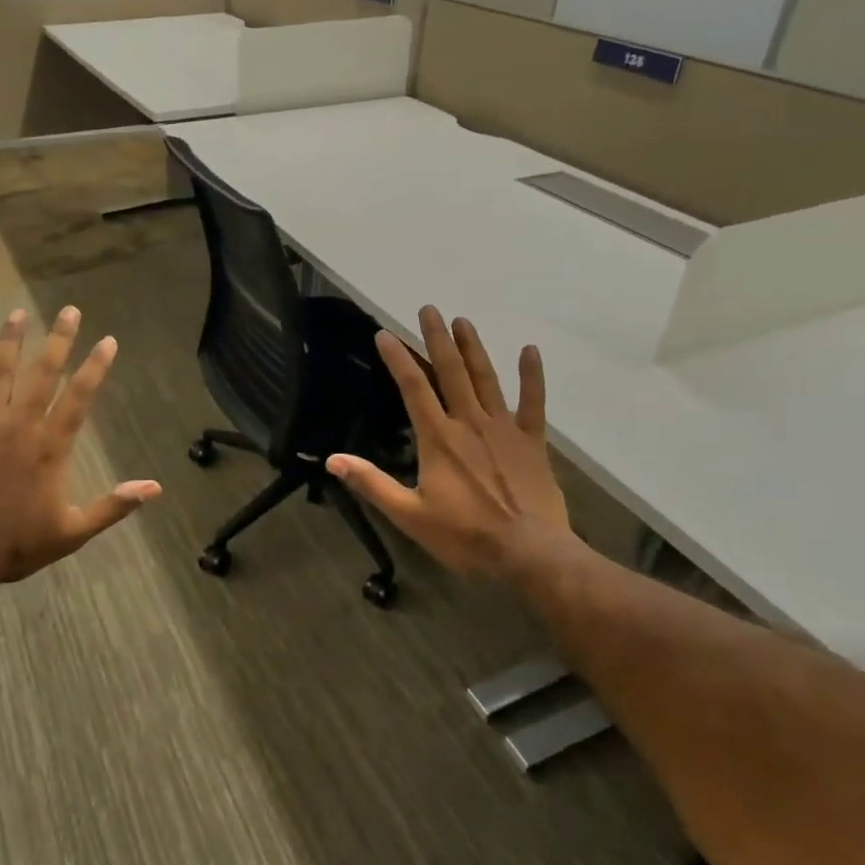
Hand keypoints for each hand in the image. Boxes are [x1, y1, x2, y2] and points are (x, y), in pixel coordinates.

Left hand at [0, 306, 161, 587]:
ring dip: (8, 342)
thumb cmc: (18, 545)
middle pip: (42, 373)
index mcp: (50, 445)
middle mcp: (19, 425)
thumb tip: (155, 487)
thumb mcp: (74, 531)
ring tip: (17, 314)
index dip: (95, 366)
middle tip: (69, 310)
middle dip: (58, 339)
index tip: (108, 340)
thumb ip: (114, 506)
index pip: (79, 396)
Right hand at [327, 307, 574, 580]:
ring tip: (463, 321)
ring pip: (486, 379)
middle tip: (429, 309)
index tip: (384, 333)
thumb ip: (372, 483)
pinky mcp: (532, 442)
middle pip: (450, 372)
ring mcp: (504, 429)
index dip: (397, 359)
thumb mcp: (409, 515)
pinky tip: (530, 351)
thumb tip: (333, 460)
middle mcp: (469, 423)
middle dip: (437, 338)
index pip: (412, 388)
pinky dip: (532, 376)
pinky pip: (532, 402)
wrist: (530, 555)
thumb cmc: (465, 537)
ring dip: (473, 348)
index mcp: (438, 438)